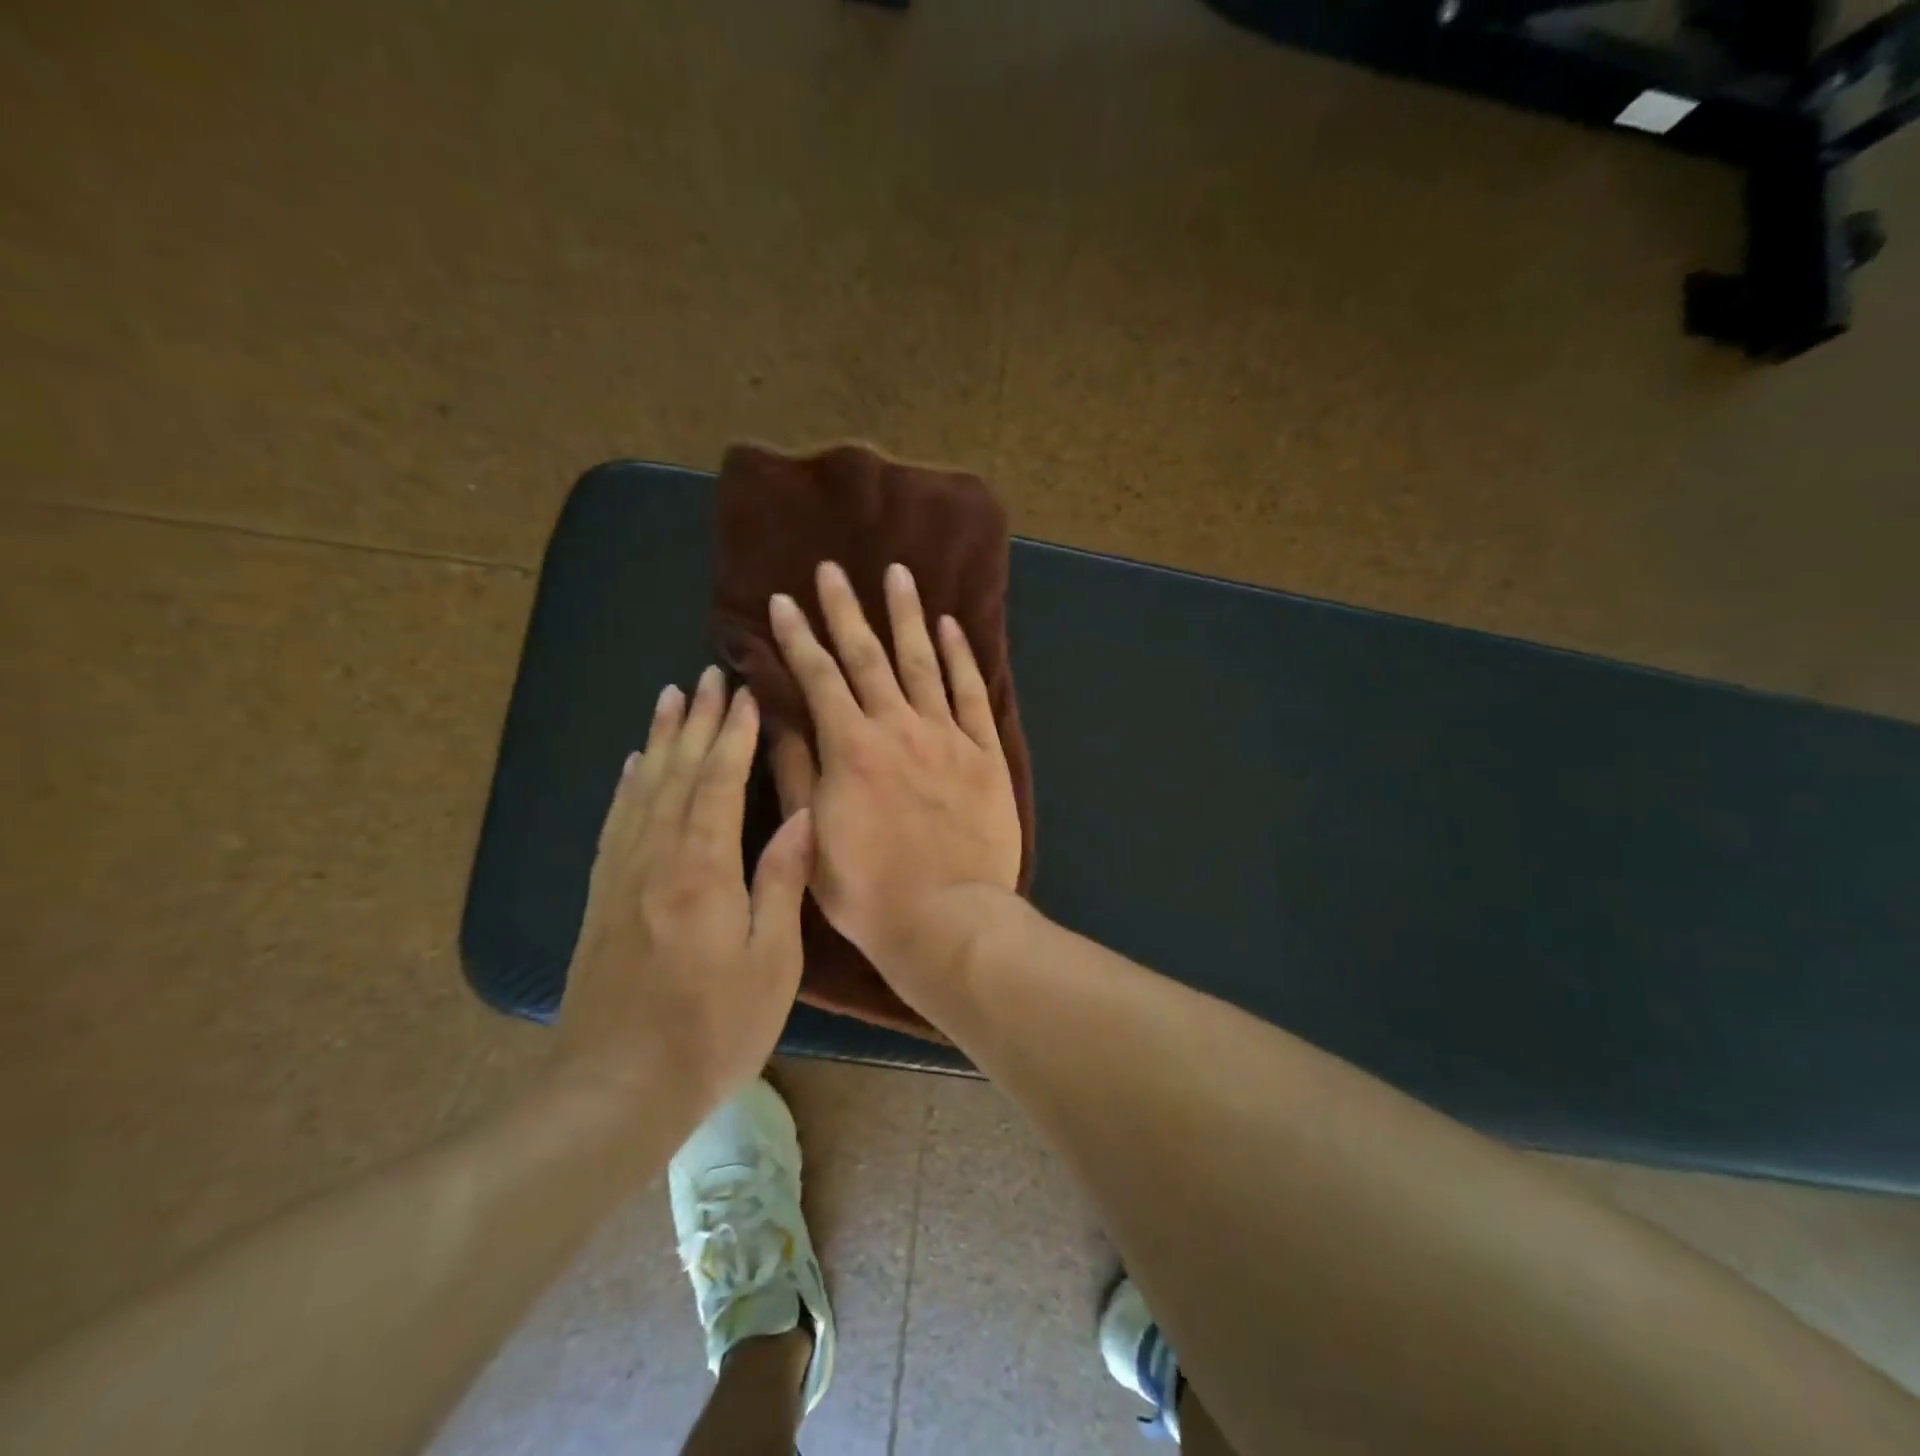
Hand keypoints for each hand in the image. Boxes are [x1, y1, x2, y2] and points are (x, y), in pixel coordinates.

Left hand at [555, 667, 813, 1117]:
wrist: (615, 1090)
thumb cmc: (712, 1030)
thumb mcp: (770, 962)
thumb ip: (781, 882)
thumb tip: (802, 818)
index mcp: (702, 869)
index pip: (720, 782)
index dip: (734, 735)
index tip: (746, 694)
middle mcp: (656, 857)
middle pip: (677, 772)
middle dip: (697, 721)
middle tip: (708, 676)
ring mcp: (621, 875)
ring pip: (642, 787)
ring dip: (659, 739)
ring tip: (670, 698)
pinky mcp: (601, 896)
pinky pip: (615, 822)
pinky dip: (627, 784)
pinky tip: (632, 765)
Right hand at [767, 561, 1021, 992]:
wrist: (946, 919)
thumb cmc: (868, 890)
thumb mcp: (812, 836)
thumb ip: (797, 771)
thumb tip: (779, 718)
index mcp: (850, 748)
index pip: (818, 677)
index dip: (798, 637)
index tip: (783, 601)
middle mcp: (897, 727)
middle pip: (868, 656)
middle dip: (846, 610)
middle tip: (832, 569)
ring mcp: (946, 736)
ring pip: (923, 662)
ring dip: (907, 615)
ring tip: (898, 575)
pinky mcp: (984, 752)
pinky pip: (971, 693)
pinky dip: (961, 656)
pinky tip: (951, 626)